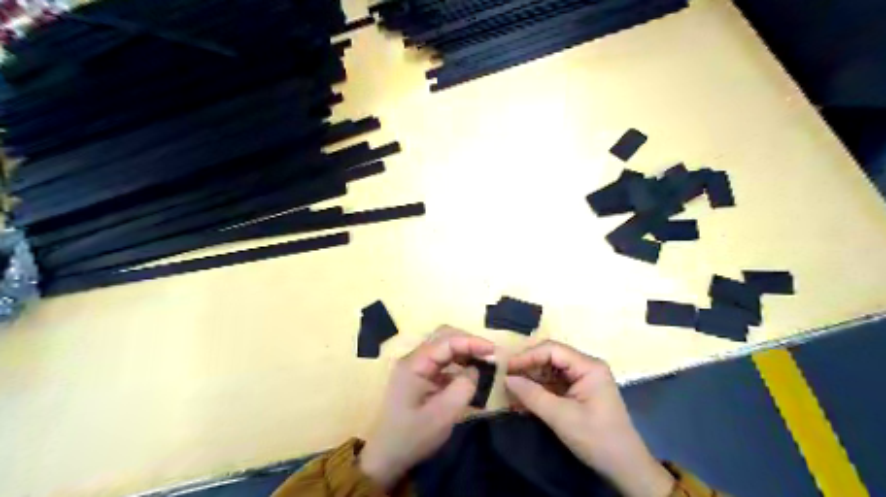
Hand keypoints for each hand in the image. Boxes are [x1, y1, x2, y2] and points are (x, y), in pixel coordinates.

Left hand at [360, 326, 496, 488]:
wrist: (385, 458)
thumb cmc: (412, 437)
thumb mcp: (443, 415)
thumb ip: (464, 387)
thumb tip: (476, 369)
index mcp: (414, 364)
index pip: (447, 341)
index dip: (472, 342)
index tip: (495, 351)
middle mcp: (413, 359)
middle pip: (444, 337)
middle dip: (469, 342)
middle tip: (491, 354)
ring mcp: (415, 367)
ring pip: (443, 347)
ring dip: (464, 351)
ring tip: (484, 362)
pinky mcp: (419, 377)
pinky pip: (441, 361)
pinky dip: (458, 363)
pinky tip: (470, 374)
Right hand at [506, 340, 672, 496]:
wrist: (624, 468)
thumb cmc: (597, 439)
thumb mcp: (561, 417)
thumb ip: (532, 395)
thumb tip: (506, 378)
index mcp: (588, 366)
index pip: (552, 350)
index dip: (527, 356)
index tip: (505, 367)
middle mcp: (585, 367)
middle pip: (549, 358)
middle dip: (526, 367)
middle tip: (503, 376)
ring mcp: (581, 380)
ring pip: (548, 371)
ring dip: (529, 380)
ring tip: (507, 388)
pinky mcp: (577, 393)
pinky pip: (552, 385)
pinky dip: (536, 391)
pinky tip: (520, 399)